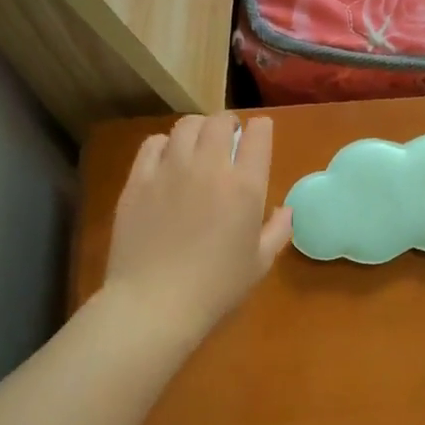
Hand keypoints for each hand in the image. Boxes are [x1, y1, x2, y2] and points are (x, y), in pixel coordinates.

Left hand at [104, 113, 293, 336]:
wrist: (155, 303)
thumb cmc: (216, 288)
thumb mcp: (259, 263)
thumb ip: (277, 231)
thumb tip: (286, 211)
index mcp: (245, 186)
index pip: (258, 135)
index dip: (261, 129)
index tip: (259, 134)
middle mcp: (209, 167)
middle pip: (220, 121)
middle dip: (229, 123)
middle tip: (229, 137)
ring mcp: (170, 170)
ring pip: (186, 125)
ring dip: (198, 129)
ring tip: (198, 143)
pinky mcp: (138, 180)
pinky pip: (152, 144)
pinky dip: (165, 144)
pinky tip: (167, 158)